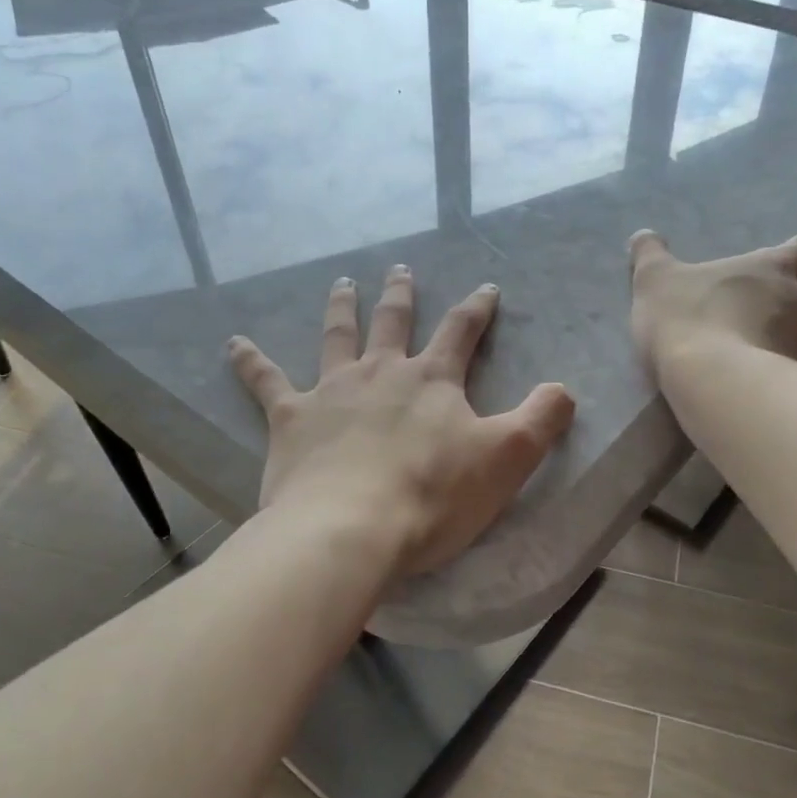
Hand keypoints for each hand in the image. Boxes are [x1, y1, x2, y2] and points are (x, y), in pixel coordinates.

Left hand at [229, 266, 575, 578]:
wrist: (352, 527)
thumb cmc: (433, 497)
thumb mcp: (507, 459)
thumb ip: (541, 420)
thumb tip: (563, 389)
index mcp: (432, 381)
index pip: (461, 332)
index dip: (477, 309)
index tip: (487, 289)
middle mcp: (381, 373)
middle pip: (394, 322)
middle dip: (400, 295)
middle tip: (399, 270)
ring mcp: (331, 391)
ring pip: (337, 337)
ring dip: (342, 309)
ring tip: (342, 284)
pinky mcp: (290, 419)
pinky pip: (266, 381)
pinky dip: (249, 361)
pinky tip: (233, 343)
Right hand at [628, 229, 796, 377]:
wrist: (710, 379)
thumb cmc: (687, 316)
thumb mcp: (655, 280)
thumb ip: (650, 256)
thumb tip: (642, 235)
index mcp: (771, 269)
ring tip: (772, 358)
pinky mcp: (794, 386)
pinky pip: (794, 379)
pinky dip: (782, 380)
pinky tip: (760, 389)